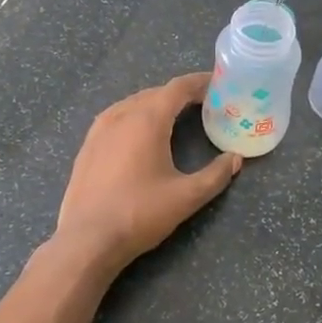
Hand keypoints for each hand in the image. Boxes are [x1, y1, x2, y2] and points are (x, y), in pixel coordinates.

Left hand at [55, 73, 241, 274]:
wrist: (87, 240)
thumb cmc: (140, 213)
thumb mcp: (186, 197)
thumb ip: (216, 175)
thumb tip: (235, 160)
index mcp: (147, 119)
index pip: (178, 87)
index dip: (199, 82)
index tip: (218, 83)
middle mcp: (121, 114)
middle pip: (156, 93)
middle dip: (181, 94)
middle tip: (204, 104)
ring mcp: (99, 129)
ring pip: (134, 103)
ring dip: (157, 104)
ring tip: (176, 116)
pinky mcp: (88, 145)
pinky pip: (117, 117)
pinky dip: (136, 116)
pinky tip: (141, 134)